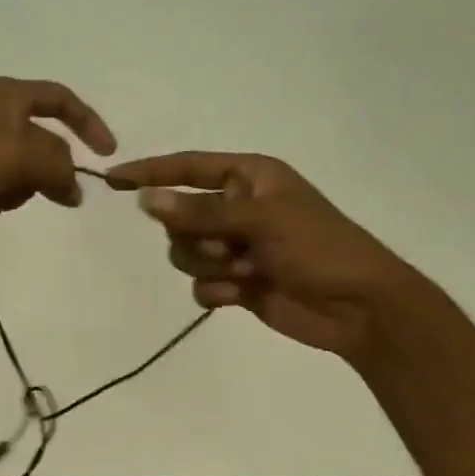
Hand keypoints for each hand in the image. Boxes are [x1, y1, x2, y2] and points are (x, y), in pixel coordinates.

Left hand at [0, 77, 116, 223]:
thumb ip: (60, 168)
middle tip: (48, 196)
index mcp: (10, 95)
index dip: (90, 124)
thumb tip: (75, 189)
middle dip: (43, 172)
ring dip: (14, 189)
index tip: (107, 154)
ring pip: (16, 167)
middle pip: (40, 142)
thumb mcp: (23, 155)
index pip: (62, 100)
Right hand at [106, 151, 414, 356]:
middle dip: (196, 237)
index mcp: (249, 178)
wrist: (361, 308)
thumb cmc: (319, 248)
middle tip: (229, 248)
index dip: (150, 172)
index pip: (188, 167)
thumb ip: (199, 212)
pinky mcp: (237, 282)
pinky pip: (200, 283)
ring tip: (244, 272)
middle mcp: (238, 207)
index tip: (113, 179)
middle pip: (179, 217)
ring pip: (185, 252)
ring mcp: (236, 246)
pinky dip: (216, 290)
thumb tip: (145, 200)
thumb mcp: (260, 220)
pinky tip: (242, 295)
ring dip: (208, 265)